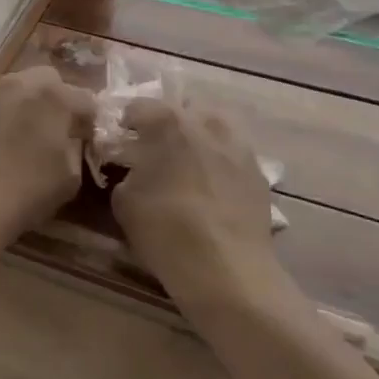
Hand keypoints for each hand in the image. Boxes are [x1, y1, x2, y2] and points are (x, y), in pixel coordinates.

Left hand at [0, 67, 96, 251]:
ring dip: (32, 102)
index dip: (91, 120)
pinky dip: (9, 113)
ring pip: (21, 86)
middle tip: (61, 128)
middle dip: (60, 99)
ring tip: (34, 132)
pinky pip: (0, 103)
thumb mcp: (70, 176)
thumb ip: (76, 149)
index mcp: (55, 96)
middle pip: (51, 80)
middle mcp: (24, 83)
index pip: (86, 99)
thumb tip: (72, 140)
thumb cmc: (28, 189)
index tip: (89, 138)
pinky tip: (9, 139)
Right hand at [110, 100, 287, 326]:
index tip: (120, 142)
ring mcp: (238, 145)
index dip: (125, 123)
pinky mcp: (258, 172)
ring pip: (213, 127)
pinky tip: (210, 188)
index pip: (138, 106)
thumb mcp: (124, 201)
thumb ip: (126, 173)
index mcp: (168, 122)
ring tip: (186, 166)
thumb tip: (134, 169)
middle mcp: (206, 122)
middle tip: (154, 150)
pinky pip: (232, 154)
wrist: (229, 272)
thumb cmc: (167, 231)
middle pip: (182, 109)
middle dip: (167, 124)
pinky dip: (219, 162)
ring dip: (197, 138)